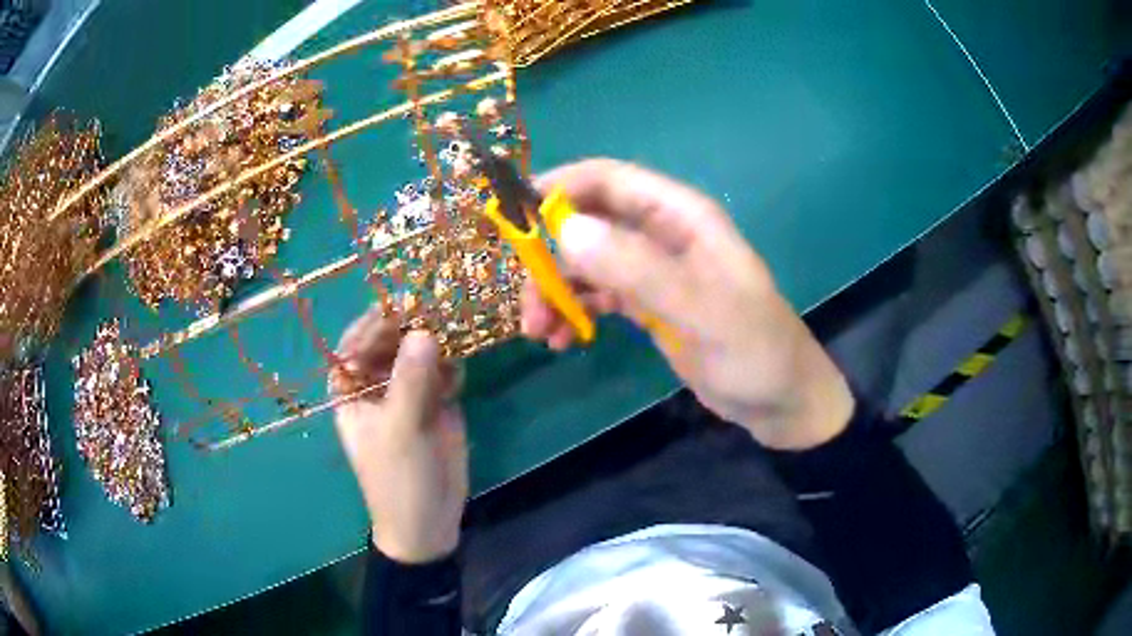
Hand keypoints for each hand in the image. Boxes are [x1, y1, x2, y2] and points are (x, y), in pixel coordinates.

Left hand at [332, 308, 466, 562]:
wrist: (429, 522)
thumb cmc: (398, 479)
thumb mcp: (400, 430)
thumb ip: (411, 381)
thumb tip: (424, 331)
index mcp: (351, 389)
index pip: (356, 342)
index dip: (377, 321)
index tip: (405, 303)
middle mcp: (376, 383)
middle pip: (391, 342)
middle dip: (413, 325)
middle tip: (440, 308)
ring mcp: (407, 391)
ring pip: (420, 353)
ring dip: (437, 340)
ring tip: (457, 327)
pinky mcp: (436, 401)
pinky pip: (443, 371)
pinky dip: (454, 363)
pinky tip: (462, 366)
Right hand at [522, 159, 853, 449]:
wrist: (780, 401)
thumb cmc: (754, 350)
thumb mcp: (702, 310)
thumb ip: (638, 269)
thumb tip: (565, 229)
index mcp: (682, 216)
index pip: (609, 179)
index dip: (559, 187)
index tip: (512, 217)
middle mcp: (662, 233)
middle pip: (588, 221)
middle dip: (549, 254)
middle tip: (528, 300)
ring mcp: (653, 269)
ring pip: (586, 261)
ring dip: (556, 289)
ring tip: (539, 332)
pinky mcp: (648, 303)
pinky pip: (597, 294)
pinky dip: (573, 310)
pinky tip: (562, 340)